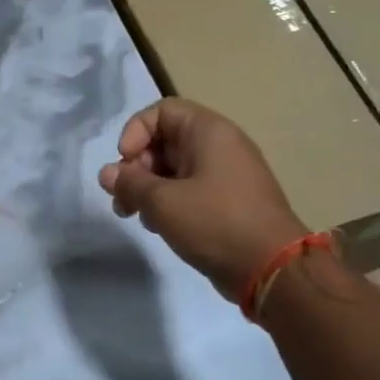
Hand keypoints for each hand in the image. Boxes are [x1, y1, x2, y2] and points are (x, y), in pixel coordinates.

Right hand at [98, 98, 309, 294]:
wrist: (272, 268)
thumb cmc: (215, 223)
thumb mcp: (162, 201)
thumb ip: (129, 183)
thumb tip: (107, 173)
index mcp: (209, 132)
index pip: (162, 111)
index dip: (135, 132)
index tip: (124, 163)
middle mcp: (220, 146)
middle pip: (164, 141)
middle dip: (136, 167)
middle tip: (122, 197)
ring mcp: (226, 175)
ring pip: (174, 169)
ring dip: (147, 188)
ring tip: (133, 215)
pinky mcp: (227, 202)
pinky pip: (189, 190)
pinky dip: (167, 202)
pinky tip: (157, 226)